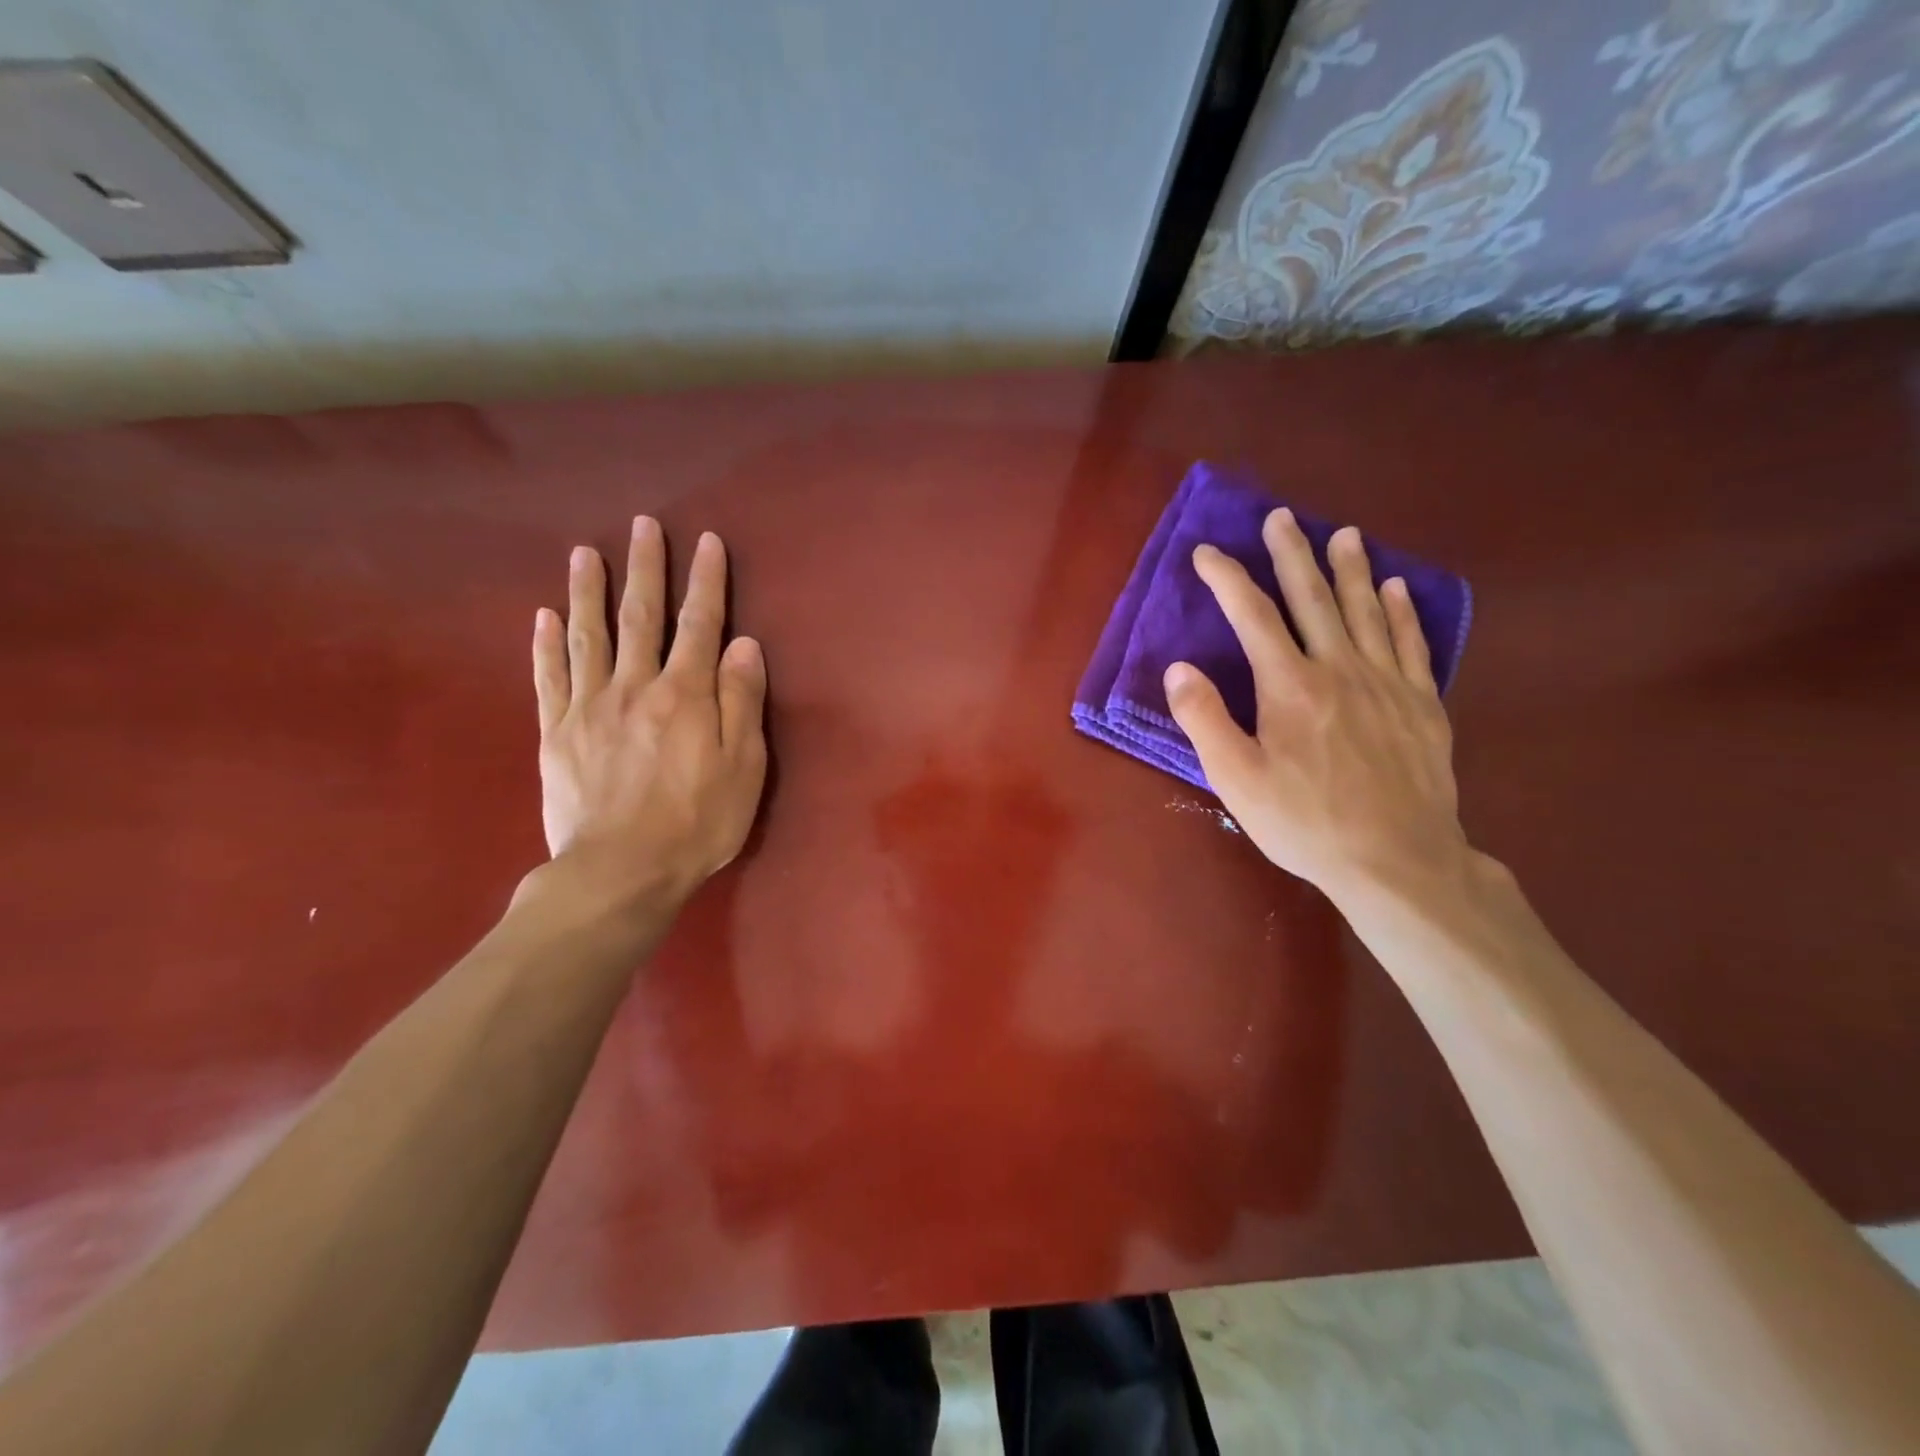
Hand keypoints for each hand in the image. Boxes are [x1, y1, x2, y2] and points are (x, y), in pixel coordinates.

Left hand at [531, 518, 767, 916]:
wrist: (621, 871)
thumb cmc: (698, 823)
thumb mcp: (744, 767)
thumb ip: (742, 701)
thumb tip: (744, 644)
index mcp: (687, 694)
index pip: (700, 624)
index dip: (705, 581)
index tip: (705, 541)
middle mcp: (636, 686)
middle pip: (641, 617)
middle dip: (645, 568)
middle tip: (642, 525)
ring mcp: (589, 707)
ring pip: (589, 636)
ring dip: (588, 591)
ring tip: (584, 553)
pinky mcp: (556, 733)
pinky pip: (549, 678)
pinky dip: (546, 644)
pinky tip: (544, 616)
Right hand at [1164, 509, 1466, 902]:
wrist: (1398, 859)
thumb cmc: (1305, 821)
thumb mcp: (1237, 779)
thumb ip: (1204, 719)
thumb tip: (1178, 668)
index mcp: (1290, 686)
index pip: (1254, 616)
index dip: (1228, 579)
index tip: (1207, 552)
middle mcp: (1340, 669)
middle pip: (1313, 599)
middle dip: (1292, 554)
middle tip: (1282, 517)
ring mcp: (1387, 683)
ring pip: (1366, 611)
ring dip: (1351, 569)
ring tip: (1344, 535)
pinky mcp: (1422, 704)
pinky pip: (1411, 644)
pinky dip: (1402, 612)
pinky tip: (1397, 590)